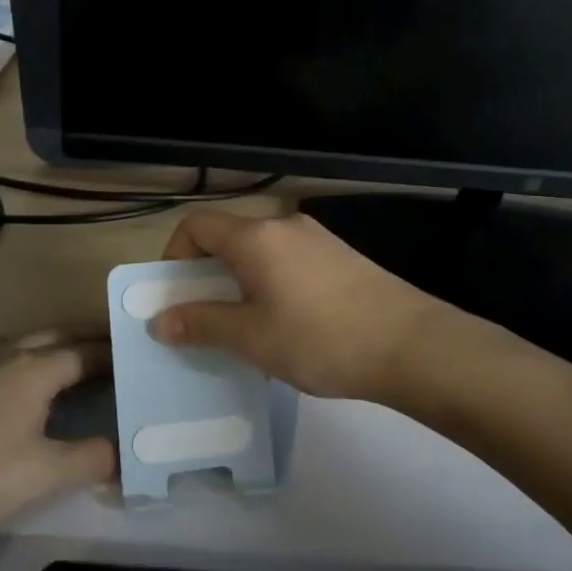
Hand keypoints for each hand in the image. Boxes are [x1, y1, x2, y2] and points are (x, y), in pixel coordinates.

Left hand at [0, 334, 116, 534]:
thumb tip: (121, 454)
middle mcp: (3, 354)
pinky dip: (17, 362)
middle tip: (109, 346)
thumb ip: (91, 459)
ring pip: (20, 343)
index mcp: (34, 369)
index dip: (112, 352)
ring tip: (67, 362)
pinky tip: (11, 387)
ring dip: (49, 346)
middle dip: (84, 337)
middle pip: (54, 335)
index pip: (85, 351)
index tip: (134, 355)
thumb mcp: (45, 475)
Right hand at [153, 211, 451, 402]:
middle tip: (204, 319)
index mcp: (255, 237)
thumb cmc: (321, 338)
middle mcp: (284, 226)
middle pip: (229, 237)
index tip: (175, 296)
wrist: (411, 345)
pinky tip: (287, 325)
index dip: (174, 255)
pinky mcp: (341, 258)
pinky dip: (271, 284)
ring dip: (240, 282)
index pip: (196, 225)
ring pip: (260, 252)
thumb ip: (202, 323)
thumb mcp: (252, 337)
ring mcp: (318, 239)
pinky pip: (289, 262)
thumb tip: (159, 321)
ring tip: (246, 328)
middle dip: (206, 274)